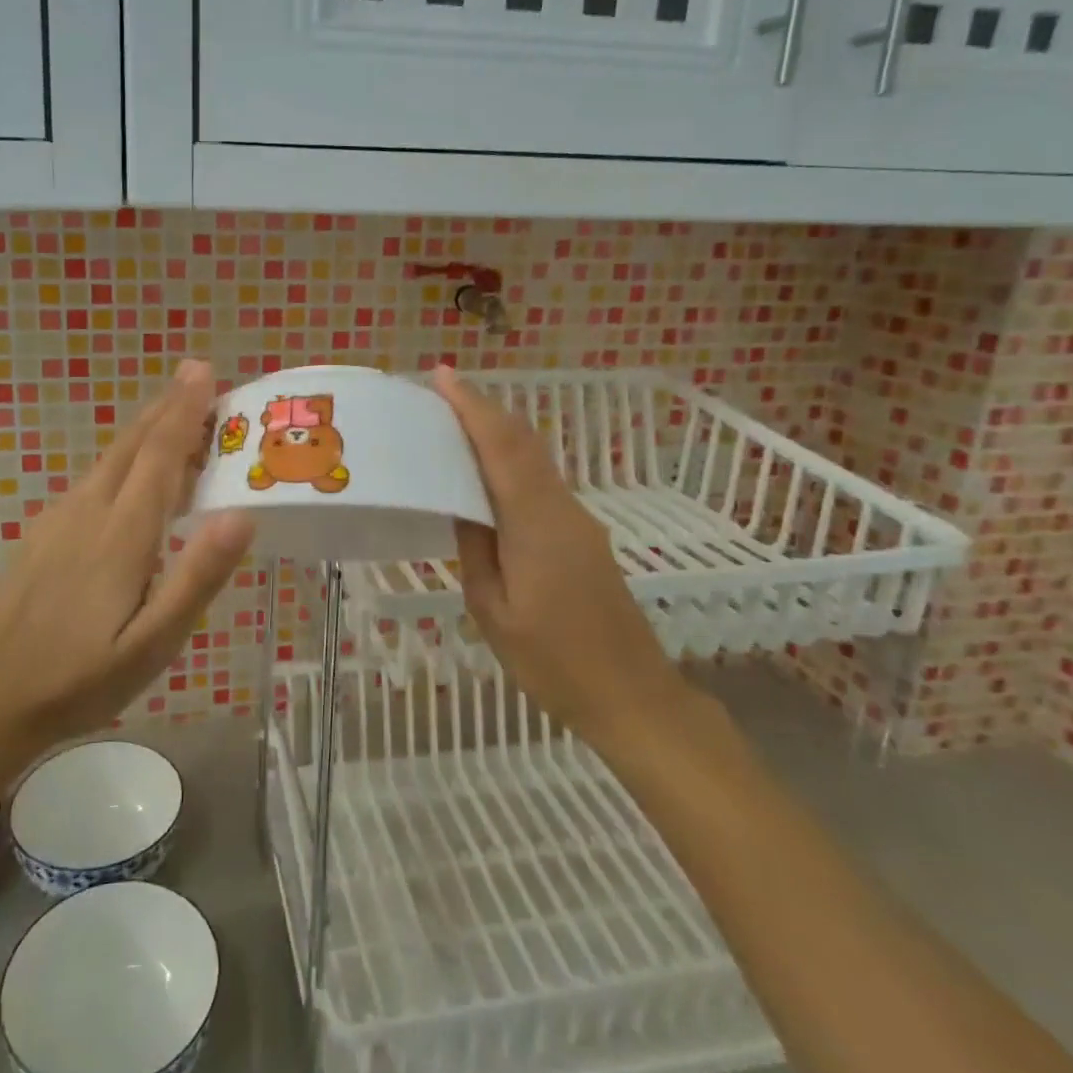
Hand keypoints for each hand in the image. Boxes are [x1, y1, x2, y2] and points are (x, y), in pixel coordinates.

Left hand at [0, 361, 253, 761]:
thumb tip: (242, 514)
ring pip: (111, 458)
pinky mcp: (44, 535)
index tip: (204, 371)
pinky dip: (125, 458)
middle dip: (167, 406)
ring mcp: (59, 521)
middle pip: (133, 444)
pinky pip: (94, 479)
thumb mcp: (152, 645)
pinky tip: (131, 475)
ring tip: (177, 417)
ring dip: (147, 430)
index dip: (185, 410)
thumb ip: (196, 578)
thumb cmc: (78, 680)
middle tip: (198, 375)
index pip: (160, 455)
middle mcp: (88, 511)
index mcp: (121, 533)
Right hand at [434, 365, 692, 754]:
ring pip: (534, 459)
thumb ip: (476, 550)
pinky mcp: (583, 536)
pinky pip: (541, 482)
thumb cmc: (553, 662)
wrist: (632, 696)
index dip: (473, 407)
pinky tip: (486, 473)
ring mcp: (578, 521)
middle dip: (483, 409)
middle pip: (523, 442)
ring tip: (454, 424)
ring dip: (497, 433)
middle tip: (440, 393)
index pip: (502, 448)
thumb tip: (463, 505)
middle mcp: (561, 509)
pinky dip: (510, 461)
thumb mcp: (494, 612)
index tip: (442, 377)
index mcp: (535, 524)